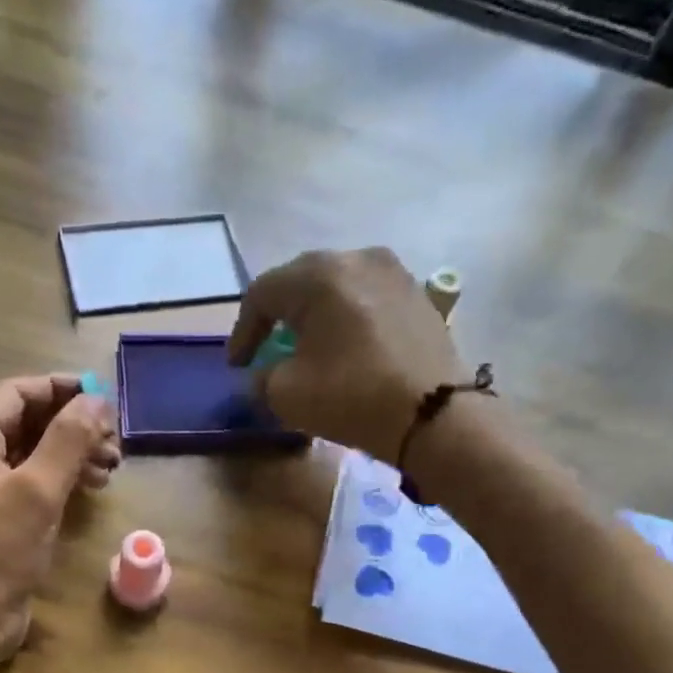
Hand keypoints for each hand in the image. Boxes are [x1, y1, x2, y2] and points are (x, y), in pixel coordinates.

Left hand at [0, 375, 118, 662]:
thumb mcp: (37, 491)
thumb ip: (68, 440)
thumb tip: (96, 400)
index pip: (15, 394)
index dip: (60, 389)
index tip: (103, 397)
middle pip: (25, 423)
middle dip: (72, 427)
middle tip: (114, 441)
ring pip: (30, 455)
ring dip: (71, 455)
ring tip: (110, 467)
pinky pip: (29, 484)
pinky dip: (59, 481)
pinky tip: (89, 489)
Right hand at [227, 247, 464, 463]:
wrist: (435, 414)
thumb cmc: (352, 397)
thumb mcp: (286, 395)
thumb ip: (262, 379)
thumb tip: (264, 375)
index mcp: (318, 275)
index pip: (262, 294)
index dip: (242, 331)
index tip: (236, 366)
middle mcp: (356, 258)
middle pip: (300, 282)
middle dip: (278, 318)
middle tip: (265, 350)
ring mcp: (394, 273)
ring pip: (337, 289)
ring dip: (315, 317)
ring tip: (307, 347)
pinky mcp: (418, 296)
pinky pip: (367, 301)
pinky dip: (347, 321)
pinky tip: (345, 348)